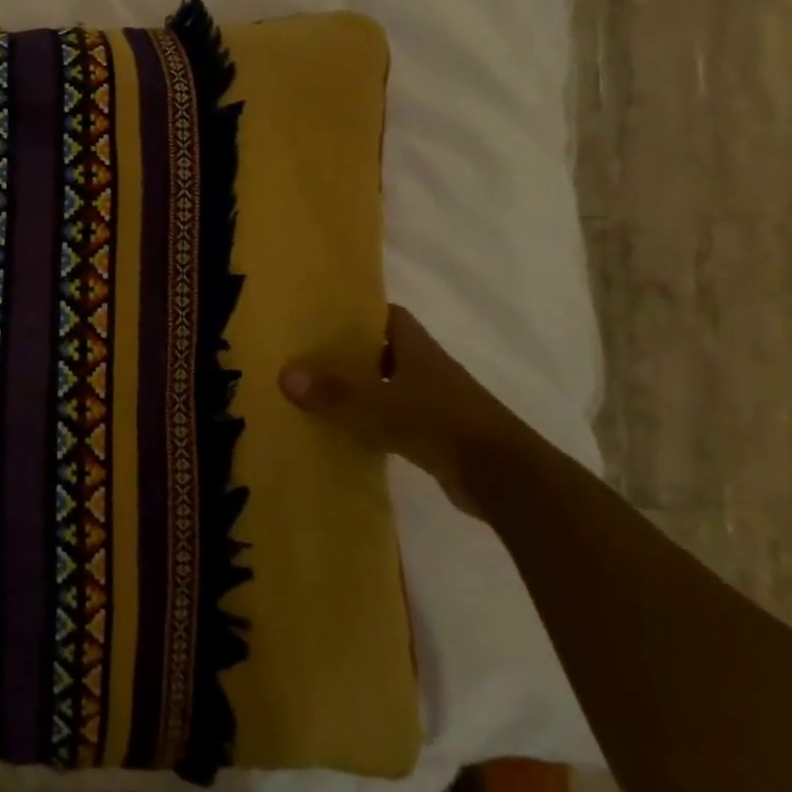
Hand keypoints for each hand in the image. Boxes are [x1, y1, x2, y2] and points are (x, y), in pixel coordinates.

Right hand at [279, 306, 522, 516]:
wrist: (507, 478)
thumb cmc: (442, 425)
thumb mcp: (380, 406)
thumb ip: (334, 392)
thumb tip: (285, 374)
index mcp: (418, 350)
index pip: (389, 316)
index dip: (360, 312)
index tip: (324, 315)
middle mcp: (428, 370)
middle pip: (385, 350)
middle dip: (351, 351)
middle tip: (308, 354)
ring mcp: (436, 404)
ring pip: (390, 386)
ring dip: (362, 388)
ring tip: (318, 392)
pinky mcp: (439, 436)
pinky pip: (397, 419)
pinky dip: (374, 422)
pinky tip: (347, 432)